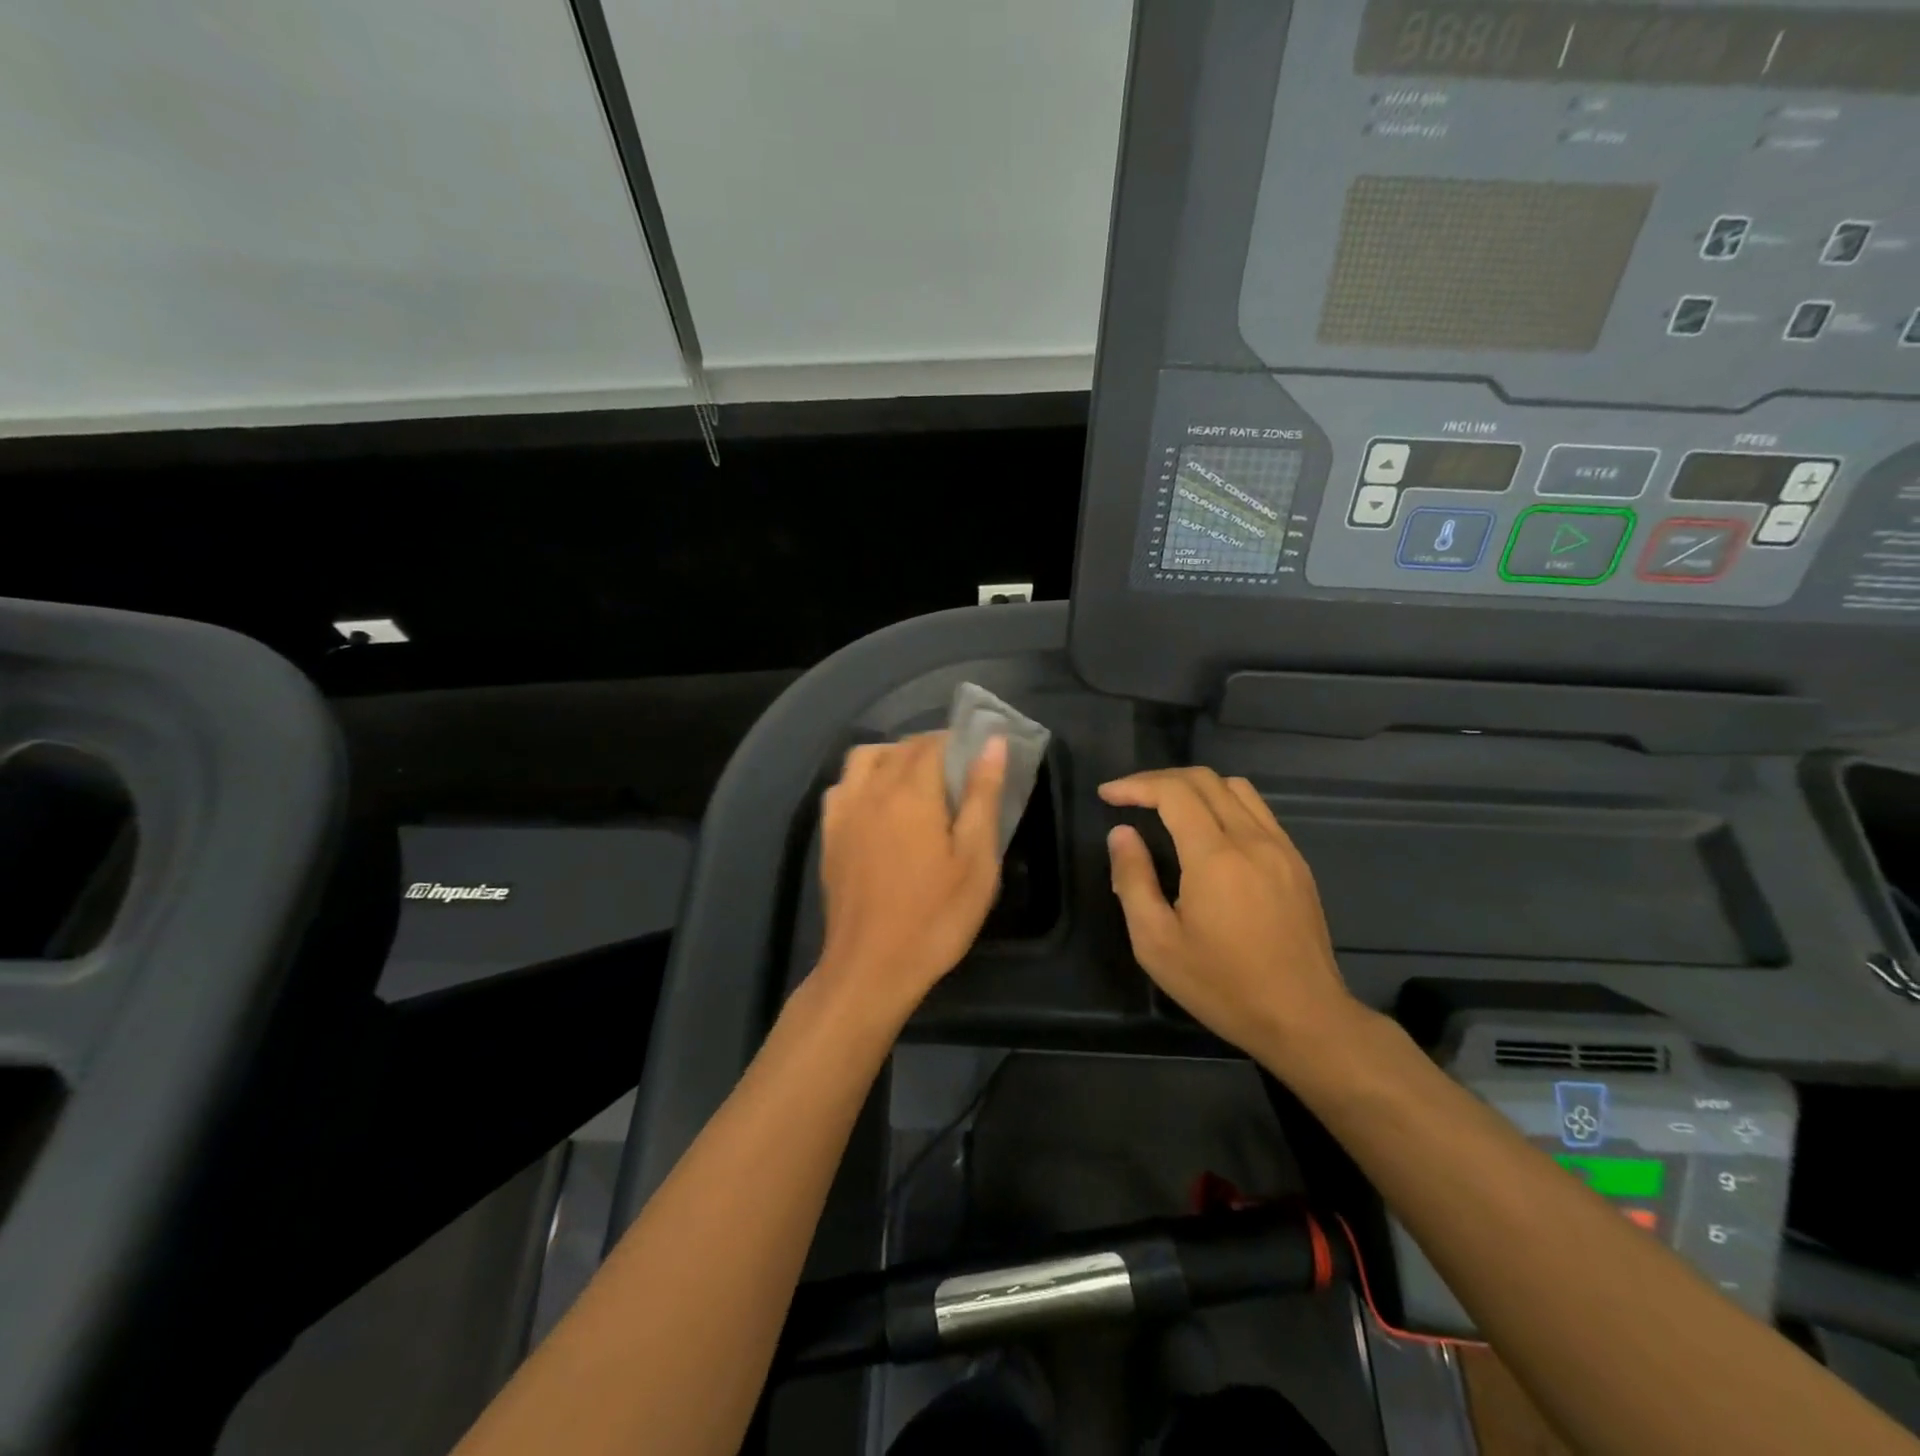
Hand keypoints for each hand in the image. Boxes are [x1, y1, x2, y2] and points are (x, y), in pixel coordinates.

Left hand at [815, 732, 1007, 1021]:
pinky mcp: (829, 834)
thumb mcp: (976, 861)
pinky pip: (842, 785)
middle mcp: (872, 790)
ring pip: (865, 758)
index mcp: (912, 792)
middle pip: (901, 748)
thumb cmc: (935, 917)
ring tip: (917, 783)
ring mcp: (844, 811)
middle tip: (958, 774)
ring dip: (893, 757)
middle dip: (931, 748)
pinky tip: (878, 804)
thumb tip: (992, 742)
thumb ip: (983, 796)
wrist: (871, 967)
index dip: (958, 741)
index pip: (933, 743)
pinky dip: (863, 779)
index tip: (978, 757)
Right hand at [1100, 767, 1366, 1066]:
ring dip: (1195, 786)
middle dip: (1160, 779)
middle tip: (1130, 796)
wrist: (1304, 1018)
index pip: (1173, 793)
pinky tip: (1207, 830)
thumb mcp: (1156, 942)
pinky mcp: (1297, 863)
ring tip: (1165, 805)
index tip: (1108, 794)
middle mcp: (1252, 839)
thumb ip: (1133, 880)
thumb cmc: (1222, 986)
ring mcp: (1281, 848)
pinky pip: (1257, 811)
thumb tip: (1122, 834)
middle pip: (1205, 780)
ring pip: (1236, 788)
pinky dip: (1224, 803)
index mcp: (1215, 857)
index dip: (1136, 785)